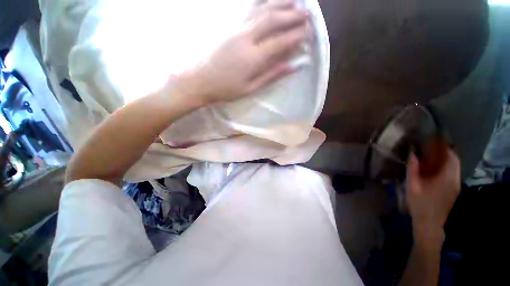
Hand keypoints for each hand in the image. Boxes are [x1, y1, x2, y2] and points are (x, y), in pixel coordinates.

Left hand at [172, 2, 309, 104]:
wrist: (200, 80)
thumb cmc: (226, 89)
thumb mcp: (251, 88)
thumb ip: (271, 75)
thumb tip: (292, 66)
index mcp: (253, 57)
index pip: (280, 41)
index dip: (295, 36)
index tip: (307, 33)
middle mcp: (246, 37)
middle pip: (273, 20)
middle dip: (292, 15)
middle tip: (307, 14)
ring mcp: (236, 28)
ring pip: (261, 9)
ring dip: (279, 3)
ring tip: (293, 0)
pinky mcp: (229, 26)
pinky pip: (248, 9)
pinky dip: (261, 3)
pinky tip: (268, 1)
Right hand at [406, 148, 460, 241]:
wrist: (431, 223)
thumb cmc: (420, 204)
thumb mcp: (412, 186)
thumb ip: (413, 169)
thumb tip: (412, 154)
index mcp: (446, 177)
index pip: (450, 156)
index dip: (444, 146)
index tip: (434, 138)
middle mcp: (454, 178)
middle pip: (454, 160)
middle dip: (445, 150)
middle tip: (431, 144)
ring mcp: (455, 185)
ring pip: (454, 166)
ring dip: (445, 158)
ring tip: (432, 153)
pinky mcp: (454, 189)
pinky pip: (452, 172)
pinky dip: (445, 166)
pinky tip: (435, 167)